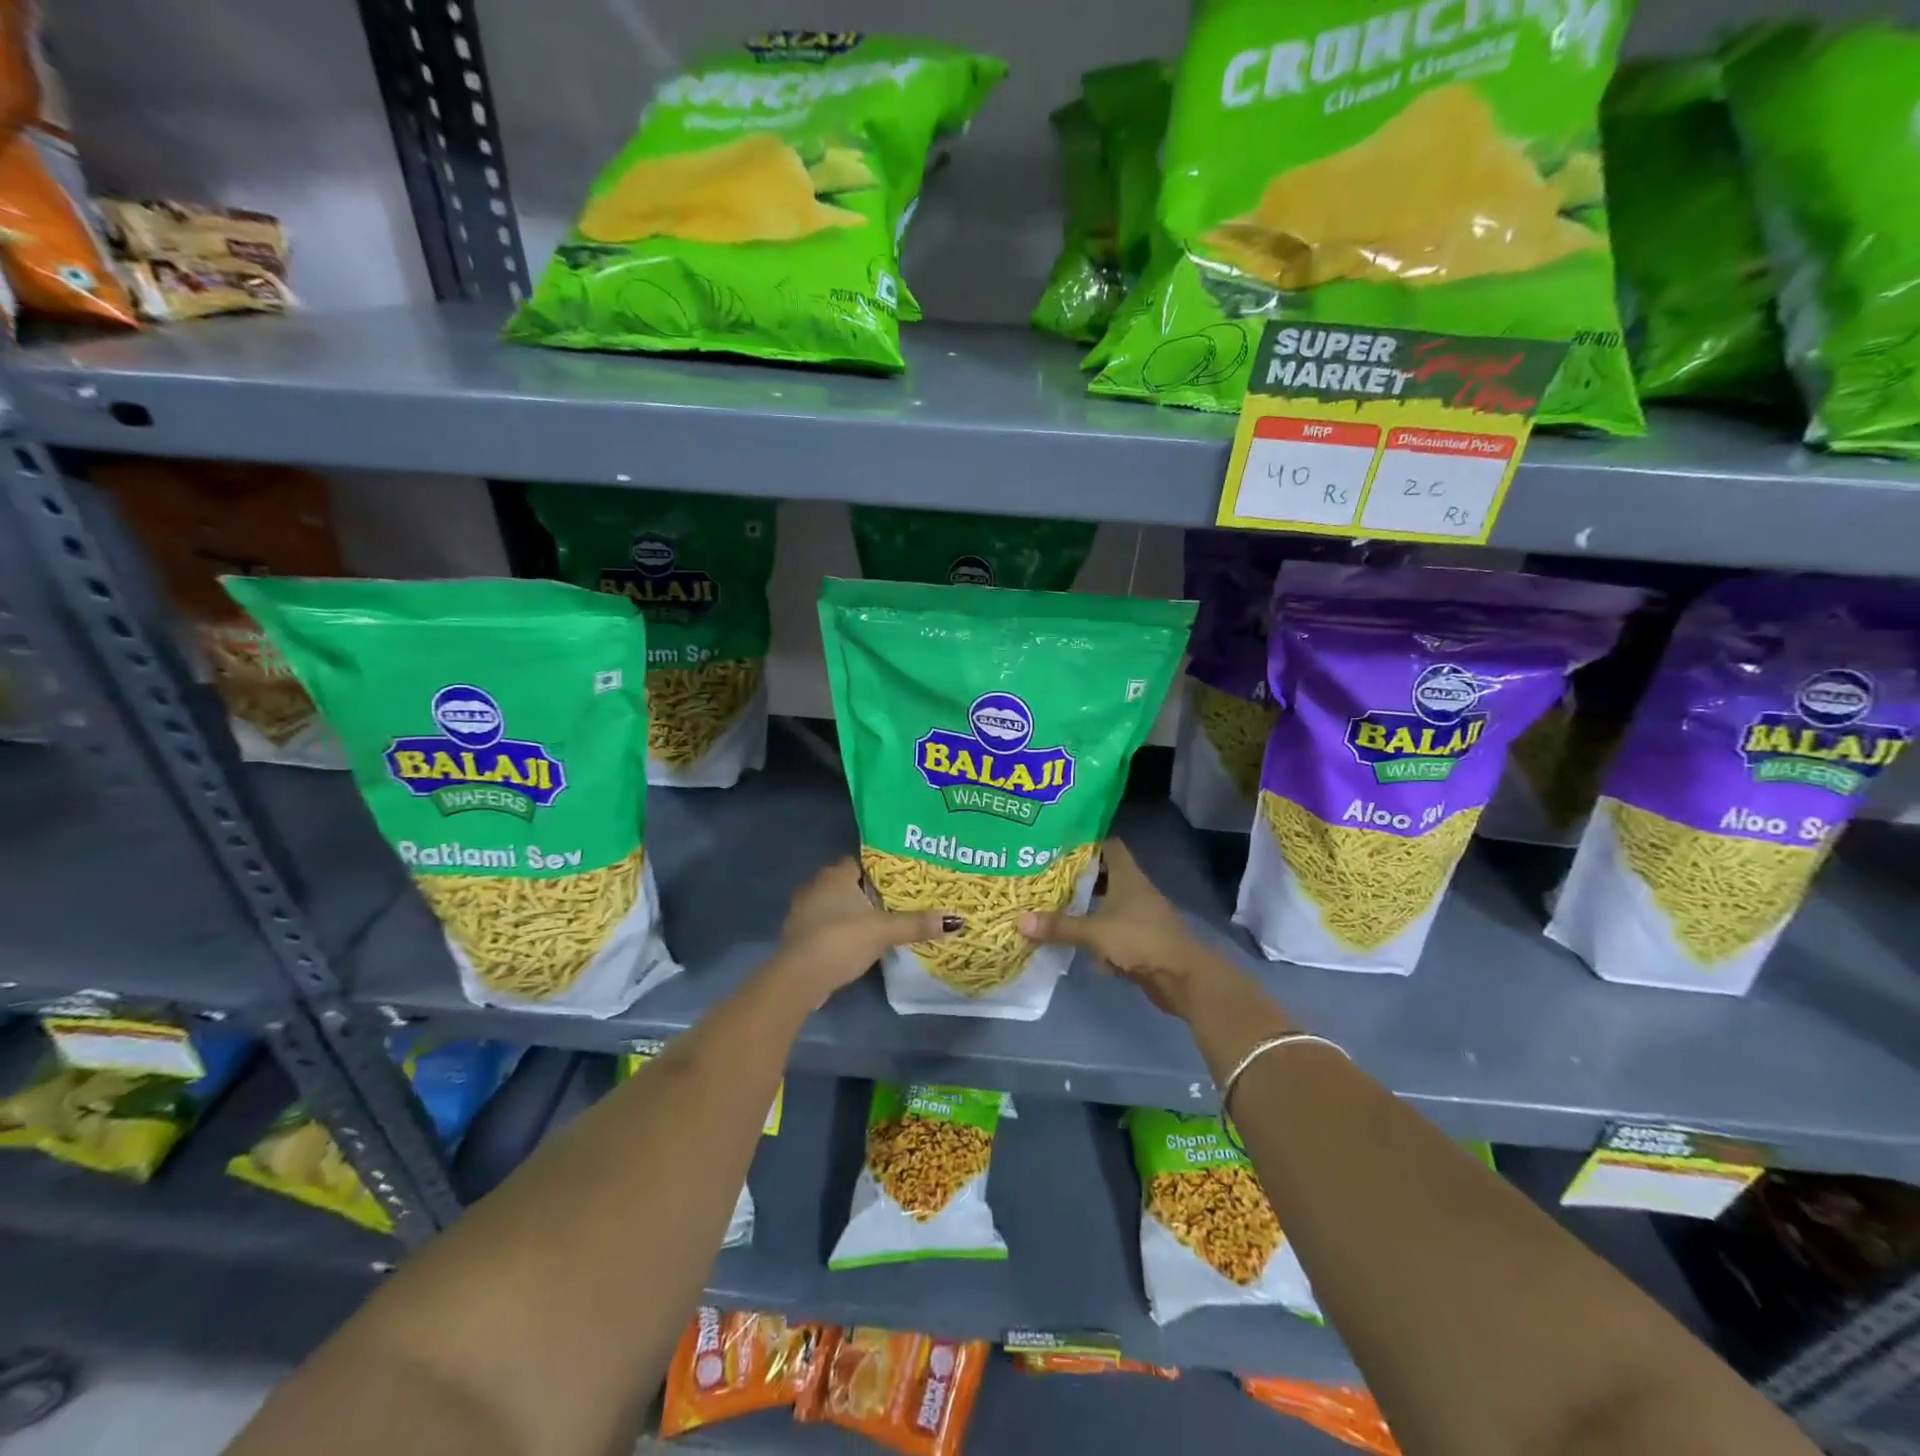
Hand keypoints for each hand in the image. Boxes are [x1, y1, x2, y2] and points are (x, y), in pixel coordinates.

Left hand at [775, 856, 959, 998]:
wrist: (800, 977)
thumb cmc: (842, 940)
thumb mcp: (885, 931)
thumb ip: (917, 923)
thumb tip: (956, 920)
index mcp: (835, 875)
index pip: (859, 861)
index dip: (878, 868)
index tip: (899, 878)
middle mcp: (815, 885)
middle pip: (846, 882)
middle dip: (866, 890)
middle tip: (893, 900)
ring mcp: (802, 910)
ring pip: (832, 904)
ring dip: (849, 911)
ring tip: (877, 922)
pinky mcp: (797, 935)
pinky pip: (823, 923)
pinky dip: (837, 929)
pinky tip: (853, 941)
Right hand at [1019, 839, 1210, 1017]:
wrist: (1183, 978)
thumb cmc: (1140, 940)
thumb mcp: (1095, 932)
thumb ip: (1059, 927)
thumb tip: (1019, 921)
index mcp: (1128, 877)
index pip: (1109, 846)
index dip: (1086, 843)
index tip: (1059, 846)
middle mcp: (1135, 891)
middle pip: (1105, 875)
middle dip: (1079, 877)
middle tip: (1048, 878)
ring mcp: (1140, 916)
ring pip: (1109, 903)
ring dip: (1087, 907)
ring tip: (1055, 907)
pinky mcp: (1141, 940)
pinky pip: (1114, 929)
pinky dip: (1097, 933)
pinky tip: (1077, 942)